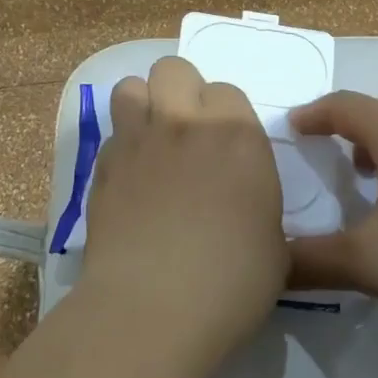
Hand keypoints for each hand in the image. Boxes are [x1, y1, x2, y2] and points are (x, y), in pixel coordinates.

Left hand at [78, 56, 287, 367]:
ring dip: (143, 105)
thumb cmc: (232, 282)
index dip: (226, 114)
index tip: (228, 147)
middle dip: (182, 90)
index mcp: (236, 135)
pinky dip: (121, 146)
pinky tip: (129, 179)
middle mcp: (184, 123)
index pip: (227, 90)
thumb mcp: (275, 245)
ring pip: (131, 87)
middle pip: (174, 69)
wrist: (153, 308)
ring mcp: (137, 141)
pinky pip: (111, 134)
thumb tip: (245, 202)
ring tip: (152, 141)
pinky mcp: (101, 167)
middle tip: (188, 131)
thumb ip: (259, 204)